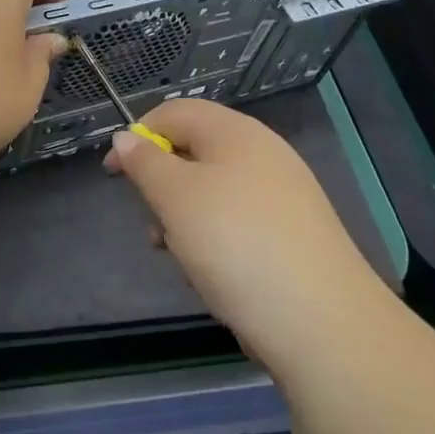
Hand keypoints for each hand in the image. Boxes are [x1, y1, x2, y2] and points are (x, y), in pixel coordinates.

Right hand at [106, 98, 388, 376]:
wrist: (321, 321)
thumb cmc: (235, 243)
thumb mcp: (176, 197)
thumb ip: (145, 162)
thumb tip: (127, 137)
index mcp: (234, 132)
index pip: (175, 112)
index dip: (138, 136)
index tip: (113, 174)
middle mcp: (262, 153)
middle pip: (195, 152)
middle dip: (164, 186)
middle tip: (153, 225)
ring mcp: (283, 194)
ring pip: (215, 192)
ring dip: (186, 219)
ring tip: (181, 258)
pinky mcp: (293, 233)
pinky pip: (239, 222)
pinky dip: (216, 240)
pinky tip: (214, 277)